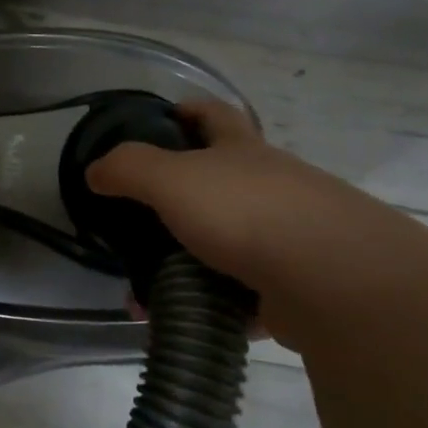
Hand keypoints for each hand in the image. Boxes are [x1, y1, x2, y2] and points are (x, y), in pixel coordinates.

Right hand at [85, 99, 410, 310]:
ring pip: (231, 240)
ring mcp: (290, 236)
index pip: (214, 115)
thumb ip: (128, 168)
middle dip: (184, 194)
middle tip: (142, 217)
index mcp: (242, 151)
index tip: (163, 119)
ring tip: (151, 282)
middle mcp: (271, 185)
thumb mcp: (172, 178)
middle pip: (224, 179)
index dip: (188, 110)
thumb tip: (95, 170)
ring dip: (192, 258)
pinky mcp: (297, 285)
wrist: (333, 280)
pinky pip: (244, 292)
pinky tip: (187, 316)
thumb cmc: (245, 212)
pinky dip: (214, 303)